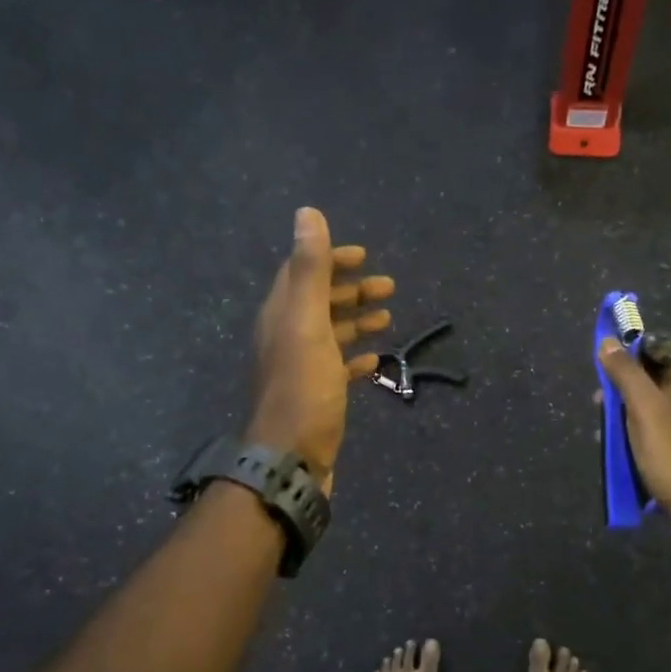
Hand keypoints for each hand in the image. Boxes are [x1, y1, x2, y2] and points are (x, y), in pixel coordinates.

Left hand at [247, 208, 393, 492]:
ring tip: (388, 316)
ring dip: (356, 320)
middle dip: (351, 290)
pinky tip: (374, 358)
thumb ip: (310, 269)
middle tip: (389, 286)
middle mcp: (286, 337)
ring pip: (330, 333)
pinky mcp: (315, 396)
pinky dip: (355, 356)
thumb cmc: (302, 388)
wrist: (290, 459)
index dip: (330, 259)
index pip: (301, 273)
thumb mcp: (307, 322)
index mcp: (281, 315)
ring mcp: (300, 368)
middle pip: (318, 302)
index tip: (363, 255)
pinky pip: (336, 367)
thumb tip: (307, 212)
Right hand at [597, 340, 670, 558]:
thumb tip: (608, 341)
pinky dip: (638, 451)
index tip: (602, 369)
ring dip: (626, 427)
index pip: (656, 354)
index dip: (629, 356)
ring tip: (607, 444)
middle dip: (621, 396)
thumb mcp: (646, 410)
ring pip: (651, 420)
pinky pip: (658, 448)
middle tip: (599, 412)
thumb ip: (626, 375)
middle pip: (650, 388)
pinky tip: (627, 466)